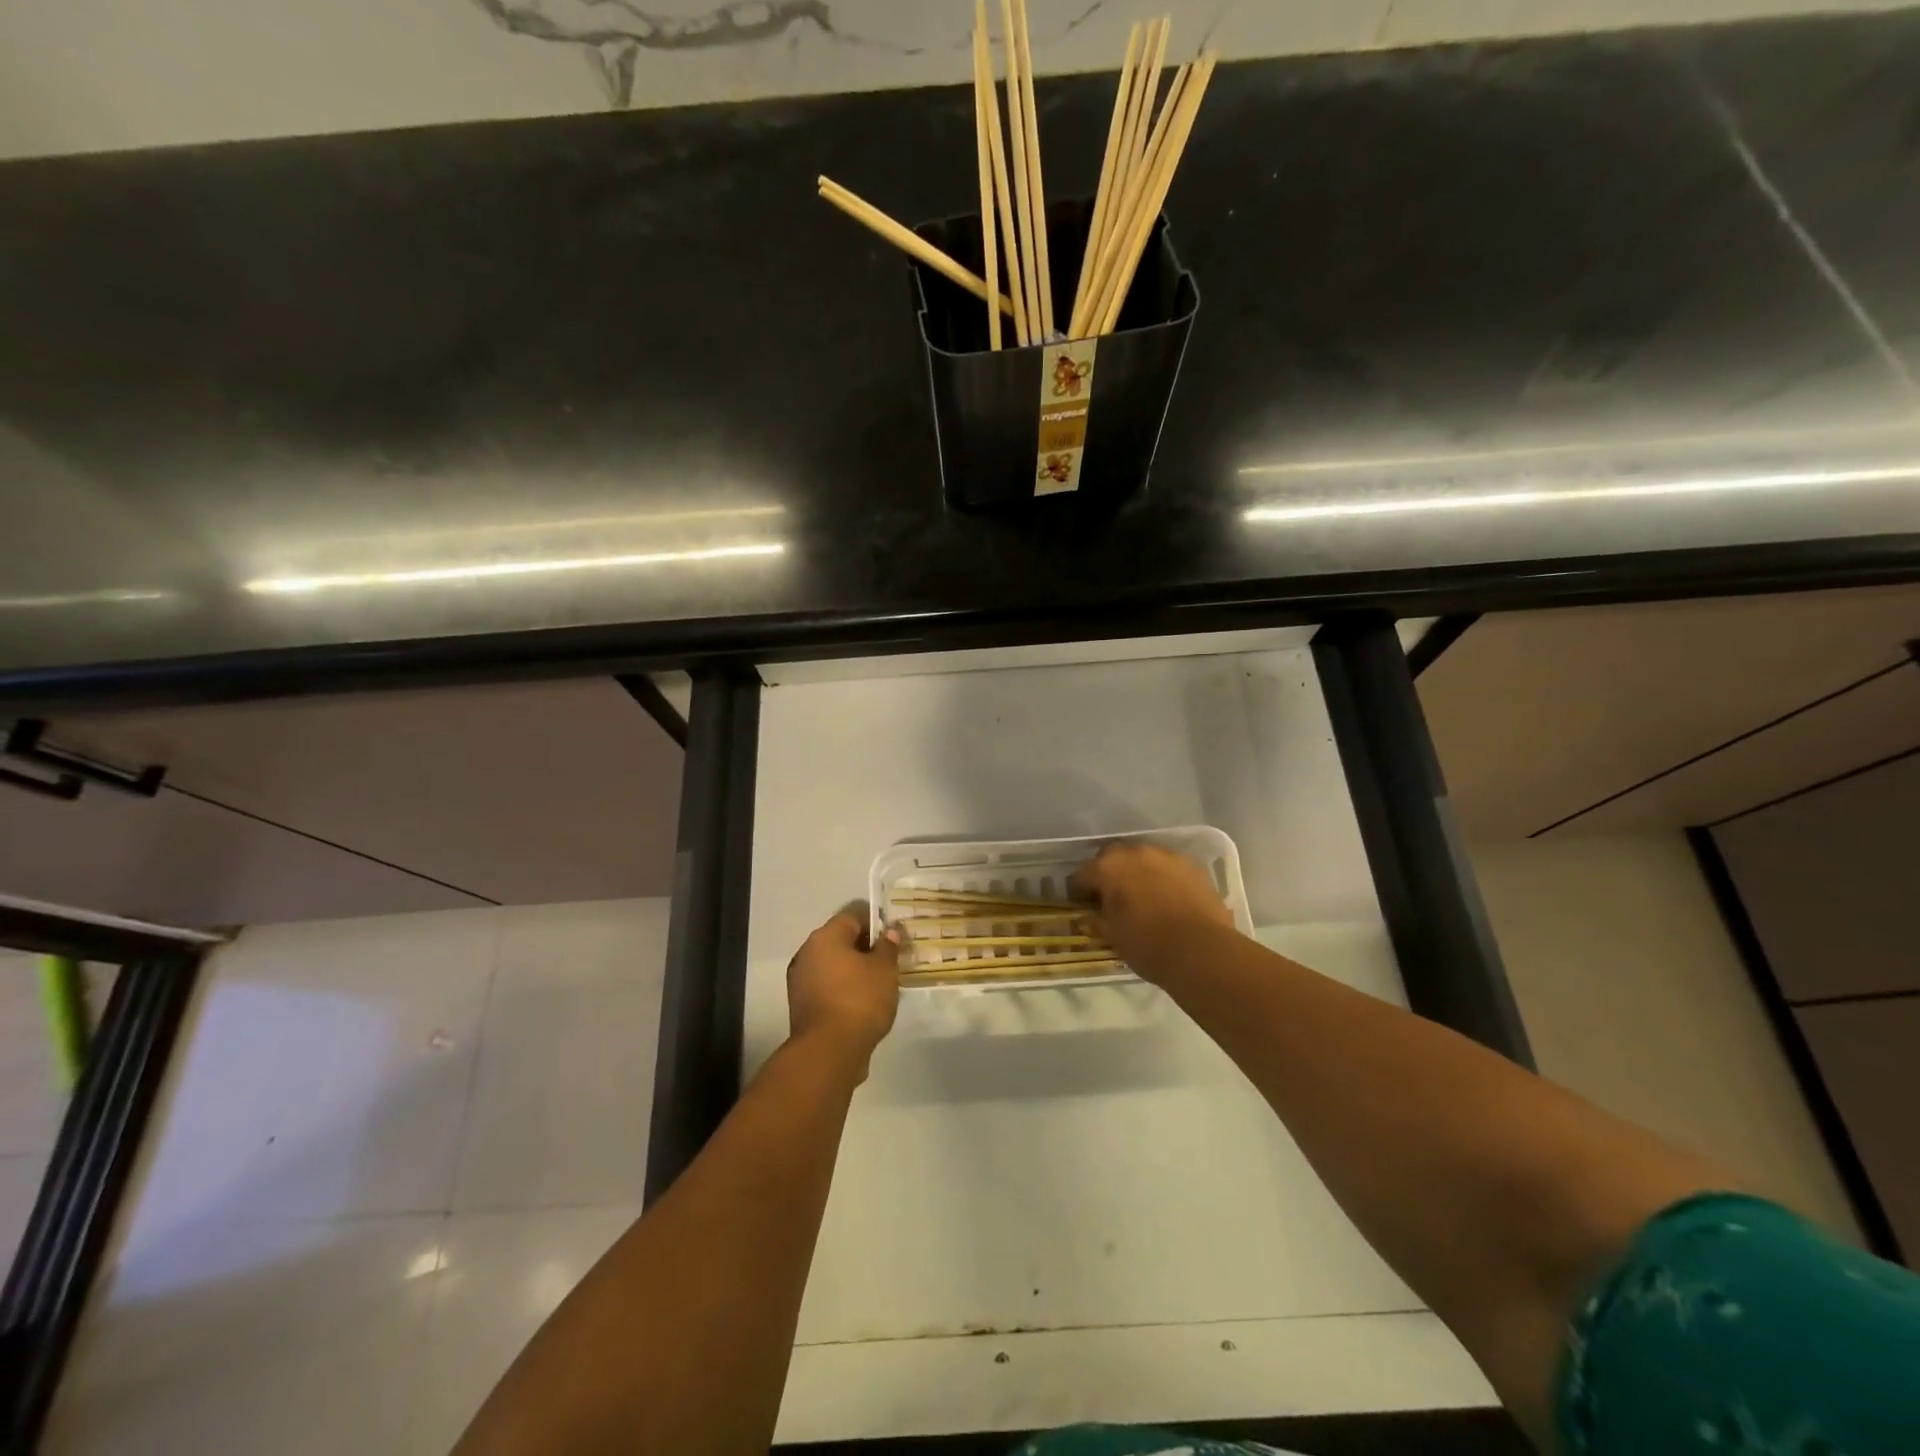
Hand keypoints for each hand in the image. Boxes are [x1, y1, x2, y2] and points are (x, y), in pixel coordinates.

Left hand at [787, 909, 899, 1073]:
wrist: (829, 1051)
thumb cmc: (860, 1000)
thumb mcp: (884, 970)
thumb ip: (888, 947)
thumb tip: (889, 932)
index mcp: (825, 937)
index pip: (852, 916)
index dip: (875, 923)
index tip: (893, 938)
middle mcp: (807, 953)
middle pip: (840, 940)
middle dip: (865, 948)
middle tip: (889, 961)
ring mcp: (801, 980)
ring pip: (833, 965)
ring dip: (854, 970)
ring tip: (879, 984)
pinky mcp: (802, 1006)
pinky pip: (827, 987)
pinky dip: (844, 989)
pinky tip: (863, 1003)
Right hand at [1070, 842, 1235, 983]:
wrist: (1202, 951)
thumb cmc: (1148, 946)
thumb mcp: (1113, 938)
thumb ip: (1097, 921)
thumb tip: (1089, 916)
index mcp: (1108, 868)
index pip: (1082, 875)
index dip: (1078, 891)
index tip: (1081, 905)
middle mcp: (1135, 852)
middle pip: (1112, 857)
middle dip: (1108, 873)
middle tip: (1111, 897)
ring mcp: (1166, 856)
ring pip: (1143, 858)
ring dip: (1137, 872)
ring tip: (1141, 895)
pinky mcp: (1192, 865)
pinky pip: (1168, 867)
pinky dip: (1163, 877)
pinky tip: (1167, 897)